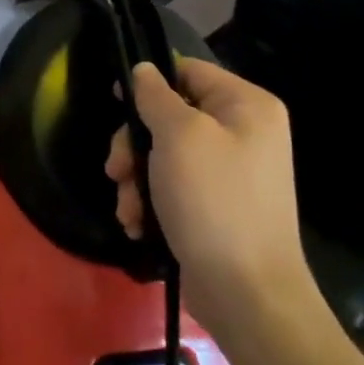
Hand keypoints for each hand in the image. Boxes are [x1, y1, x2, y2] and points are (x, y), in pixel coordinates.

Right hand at [106, 57, 314, 332]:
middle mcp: (244, 133)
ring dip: (137, 180)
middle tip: (116, 170)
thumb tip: (144, 70)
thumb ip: (155, 96)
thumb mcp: (179, 136)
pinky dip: (152, 203)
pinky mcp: (217, 207)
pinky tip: (139, 226)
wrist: (247, 294)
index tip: (116, 102)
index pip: (188, 71)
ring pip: (165, 155)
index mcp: (247, 105)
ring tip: (129, 209)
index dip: (148, 83)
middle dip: (135, 145)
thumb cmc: (214, 201)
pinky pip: (174, 187)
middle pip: (171, 116)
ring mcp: (231, 172)